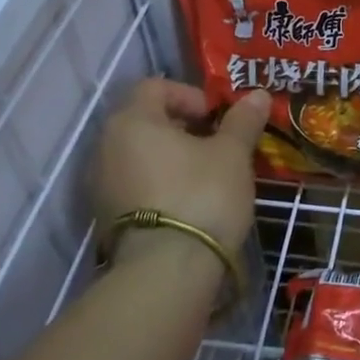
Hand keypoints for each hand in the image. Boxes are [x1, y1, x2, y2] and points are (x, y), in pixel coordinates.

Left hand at [91, 79, 270, 254]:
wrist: (167, 272)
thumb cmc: (201, 195)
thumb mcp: (232, 154)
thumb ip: (242, 121)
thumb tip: (258, 95)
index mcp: (132, 121)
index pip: (155, 87)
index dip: (190, 95)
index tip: (216, 118)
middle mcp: (106, 146)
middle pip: (145, 120)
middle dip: (183, 127)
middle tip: (216, 144)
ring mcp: (101, 185)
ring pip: (139, 154)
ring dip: (171, 156)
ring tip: (206, 174)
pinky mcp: (105, 217)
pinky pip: (134, 184)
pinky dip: (159, 182)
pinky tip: (188, 200)